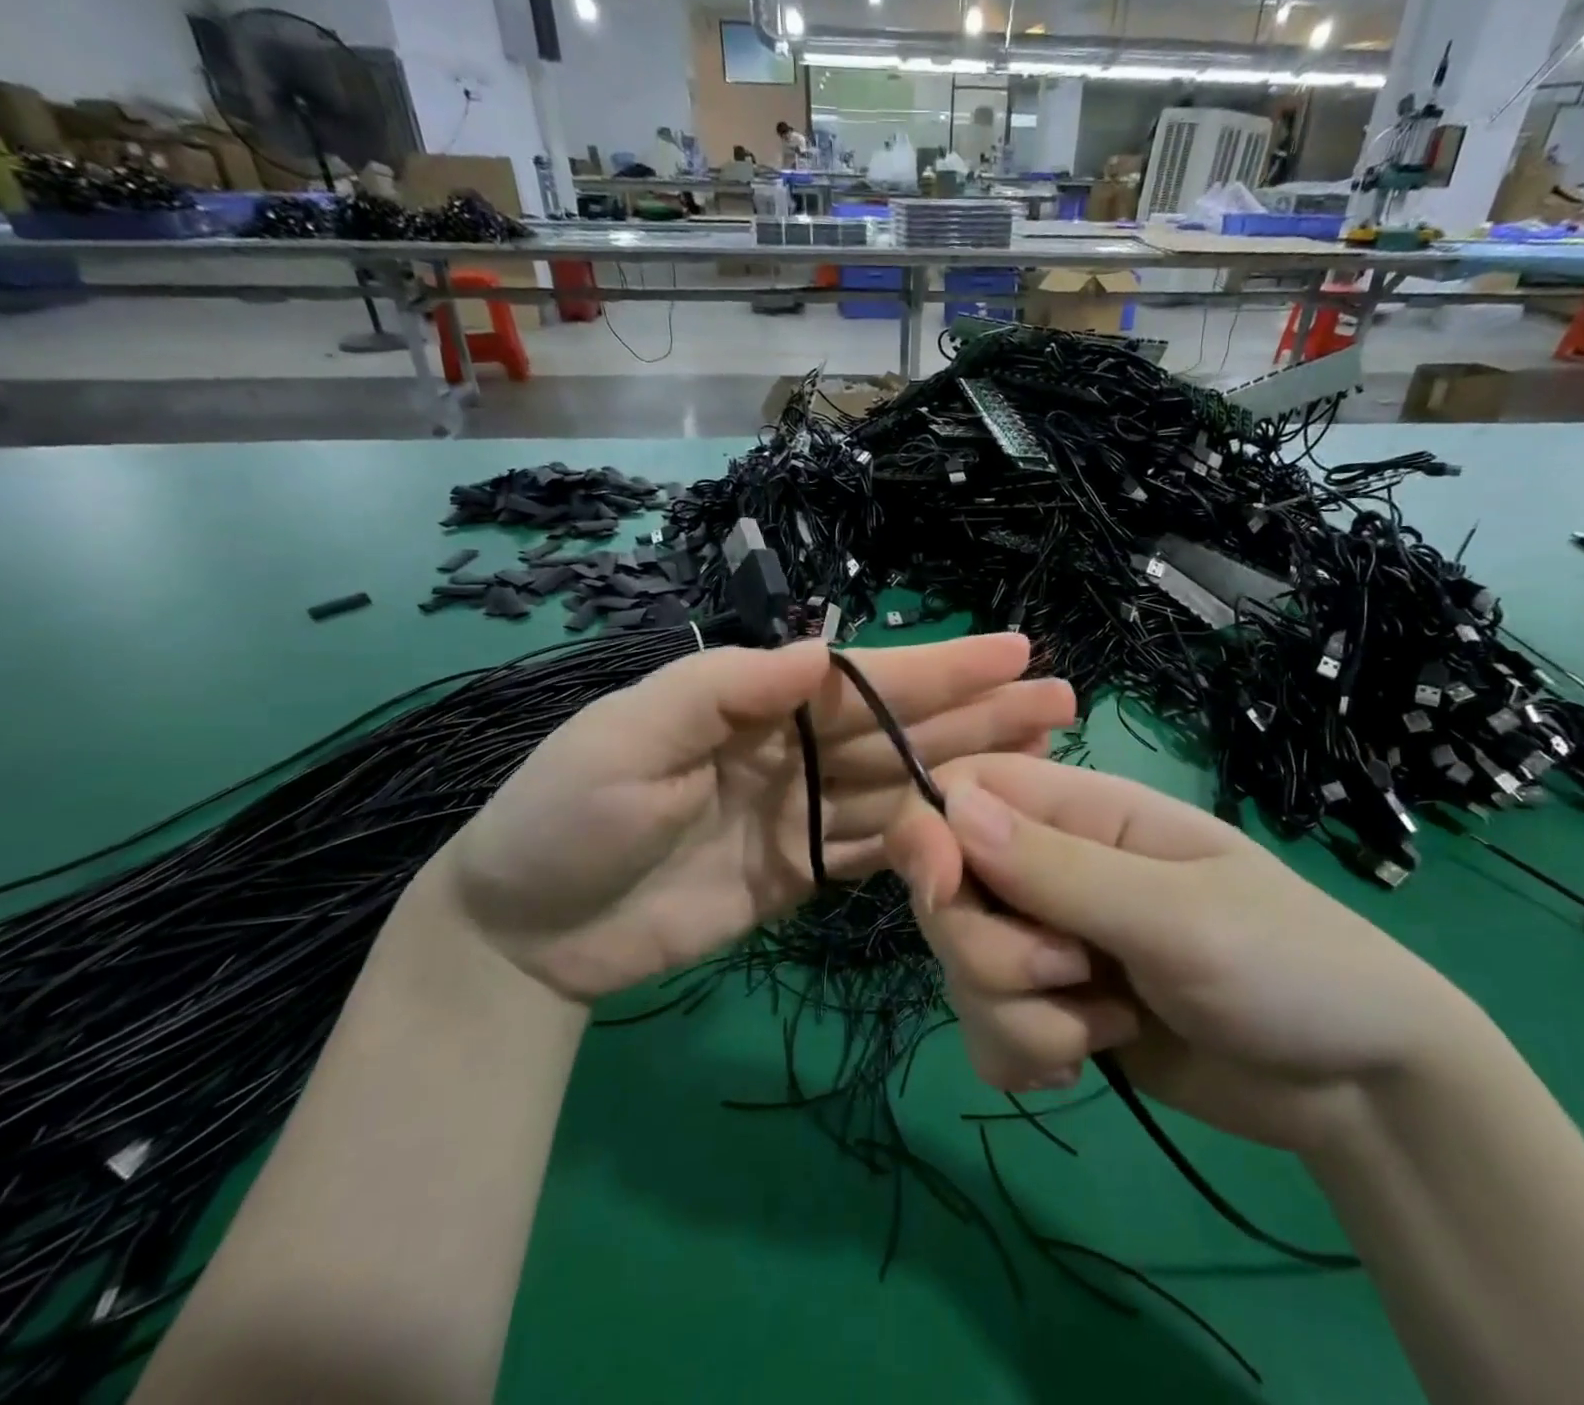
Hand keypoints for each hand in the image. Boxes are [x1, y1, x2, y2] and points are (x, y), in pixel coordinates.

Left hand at [444, 636, 1072, 1002]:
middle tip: (1058, 698)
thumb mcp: (629, 735)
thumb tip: (819, 649)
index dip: (939, 667)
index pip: (863, 682)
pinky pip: (875, 852)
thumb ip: (723, 688)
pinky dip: (925, 839)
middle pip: (900, 731)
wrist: (526, 933)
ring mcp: (803, 816)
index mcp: (756, 706)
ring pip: (902, 788)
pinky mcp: (801, 876)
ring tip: (1042, 753)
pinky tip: (980, 826)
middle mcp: (793, 752)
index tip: (1012, 650)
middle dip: (978, 712)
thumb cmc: (566, 815)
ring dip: (970, 771)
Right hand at [887, 754, 1478, 1154]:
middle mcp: (1049, 867)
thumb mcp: (1177, 915)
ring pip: (960, 967)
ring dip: (1017, 1014)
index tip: (942, 892)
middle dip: (990, 951)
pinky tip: (1084, 1059)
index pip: (963, 788)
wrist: (1357, 1088)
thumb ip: (1059, 867)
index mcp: (1081, 812)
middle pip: (946, 890)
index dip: (929, 832)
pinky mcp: (1050, 1009)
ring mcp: (1046, 941)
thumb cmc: (1288, 967)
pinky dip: (1023, 1053)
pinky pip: (984, 1029)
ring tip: (1106, 1027)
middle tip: (1071, 974)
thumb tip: (949, 807)